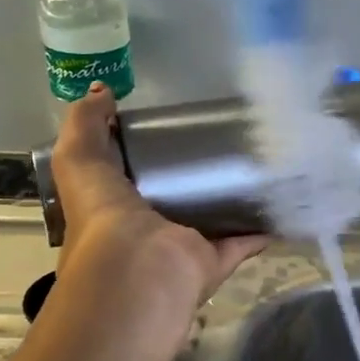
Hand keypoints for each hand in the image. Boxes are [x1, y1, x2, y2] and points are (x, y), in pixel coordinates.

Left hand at [49, 83, 266, 304]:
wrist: (136, 269)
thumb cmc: (102, 214)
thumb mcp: (78, 158)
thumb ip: (86, 123)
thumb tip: (103, 91)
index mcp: (114, 206)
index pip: (130, 175)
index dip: (146, 150)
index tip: (172, 124)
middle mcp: (148, 229)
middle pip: (176, 198)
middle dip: (195, 176)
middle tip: (224, 141)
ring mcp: (183, 247)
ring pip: (212, 220)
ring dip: (231, 202)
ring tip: (258, 169)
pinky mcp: (215, 260)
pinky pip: (243, 242)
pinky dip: (262, 229)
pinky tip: (280, 205)